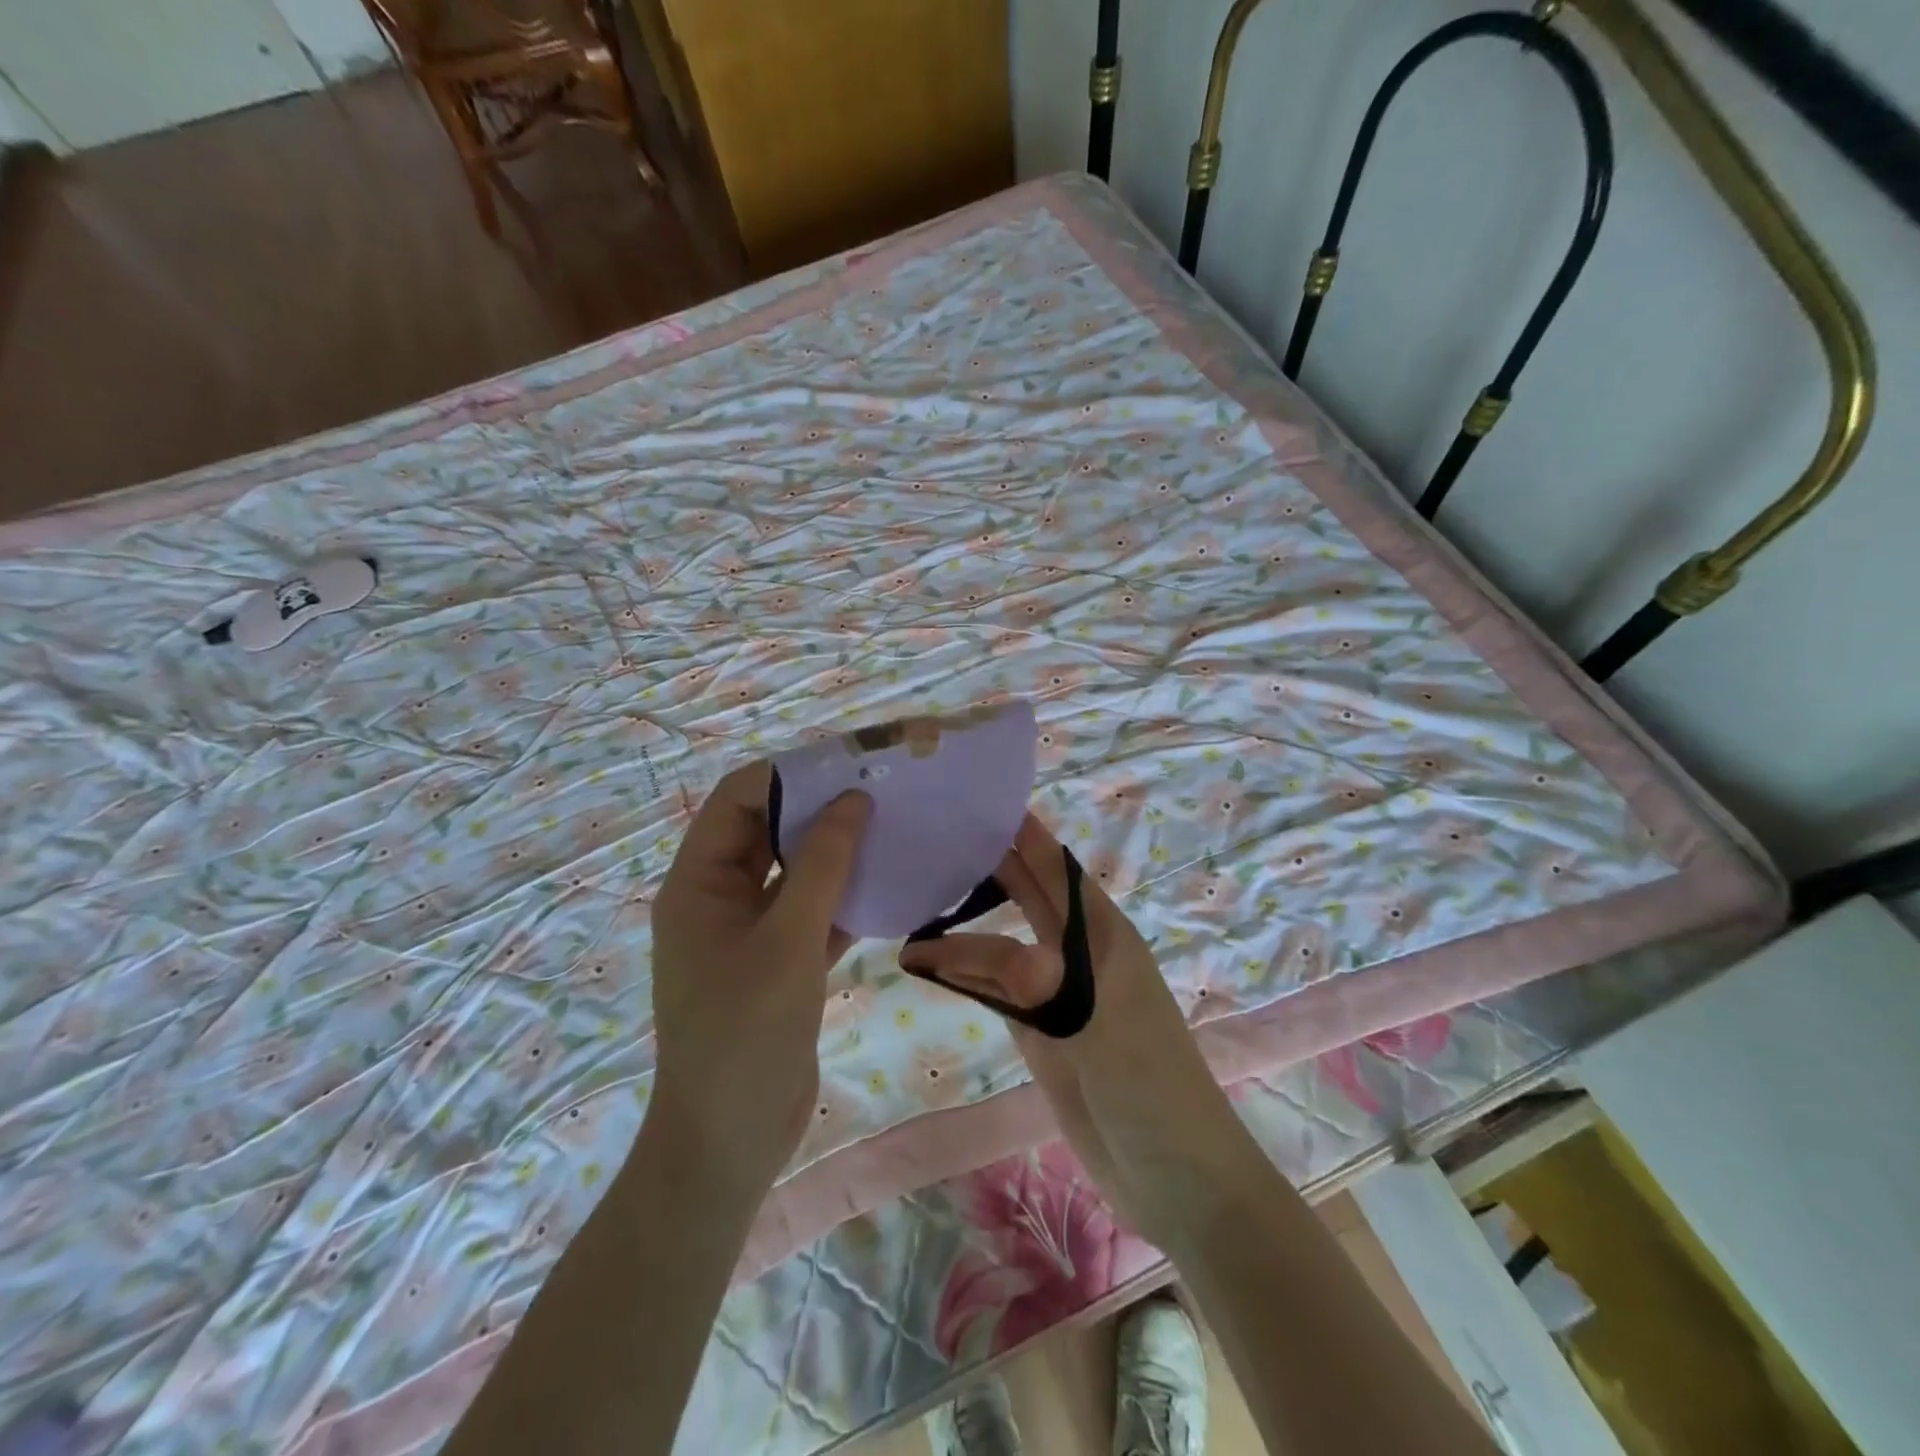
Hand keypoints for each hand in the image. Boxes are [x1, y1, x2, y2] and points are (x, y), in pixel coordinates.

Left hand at [649, 762, 871, 1198]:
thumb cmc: (746, 1033)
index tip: (850, 765)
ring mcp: (751, 930)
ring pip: (796, 870)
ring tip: (894, 827)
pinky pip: (814, 910)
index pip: (739, 799)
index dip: (790, 775)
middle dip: (821, 808)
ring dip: (839, 851)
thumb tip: (853, 799)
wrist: (730, 1140)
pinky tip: (892, 883)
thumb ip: (821, 865)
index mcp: (698, 881)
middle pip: (770, 829)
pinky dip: (847, 895)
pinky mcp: (780, 960)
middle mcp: (720, 896)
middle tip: (882, 791)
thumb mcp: (788, 941)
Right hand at [899, 814, 1248, 1248]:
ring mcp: (1056, 994)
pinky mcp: (1039, 1032)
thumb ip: (1043, 985)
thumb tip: (991, 953)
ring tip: (917, 896)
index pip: (1056, 867)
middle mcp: (1076, 953)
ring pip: (1004, 942)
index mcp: (1102, 934)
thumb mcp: (1099, 1026)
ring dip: (966, 922)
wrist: (1173, 1176)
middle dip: (988, 864)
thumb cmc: (1151, 1087)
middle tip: (932, 838)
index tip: (976, 802)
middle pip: (1028, 895)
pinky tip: (929, 960)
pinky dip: (963, 973)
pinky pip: (994, 990)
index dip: (1023, 832)